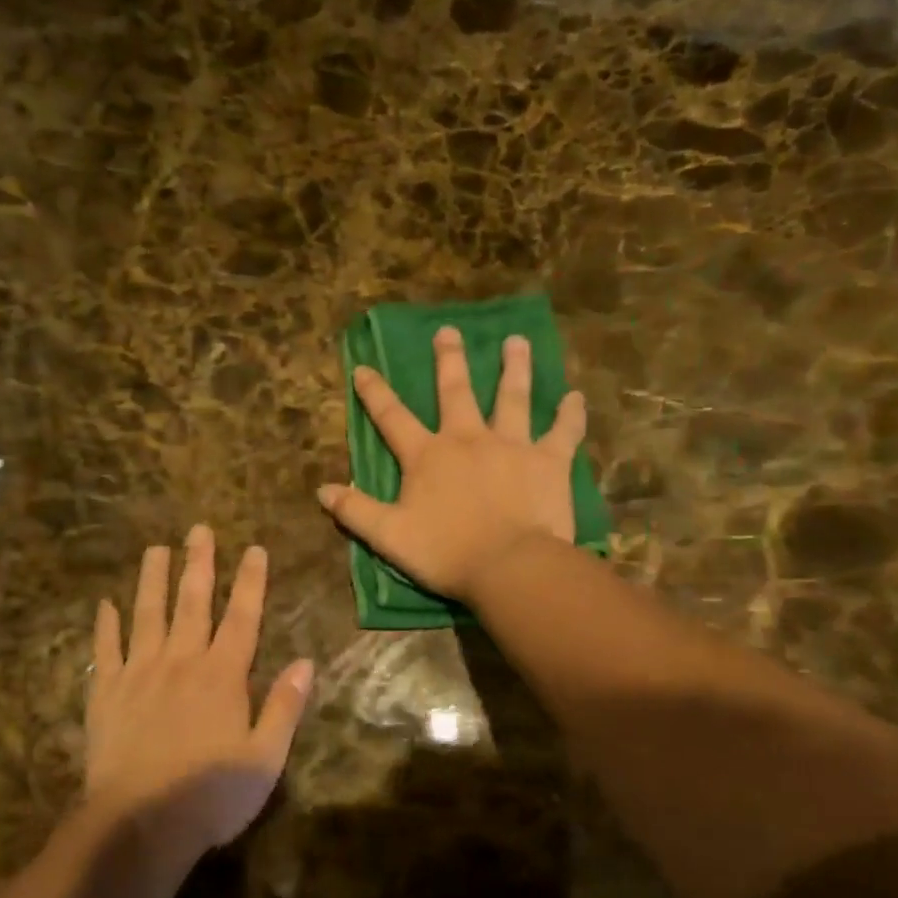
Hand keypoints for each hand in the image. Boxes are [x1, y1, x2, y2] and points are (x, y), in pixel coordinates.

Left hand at [86, 527, 313, 856]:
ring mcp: (139, 673)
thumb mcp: (265, 758)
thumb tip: (306, 661)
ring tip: (155, 549)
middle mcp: (181, 661)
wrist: (139, 825)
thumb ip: (284, 706)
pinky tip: (104, 604)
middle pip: (192, 602)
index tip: (254, 549)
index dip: (250, 581)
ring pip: (147, 615)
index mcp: (223, 675)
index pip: (242, 617)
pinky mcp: (105, 693)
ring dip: (152, 579)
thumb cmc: (210, 795)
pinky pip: (105, 650)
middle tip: (198, 529)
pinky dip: (105, 625)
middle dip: (198, 563)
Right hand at [318, 326, 586, 602]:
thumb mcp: (389, 536)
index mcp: (428, 456)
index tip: (364, 368)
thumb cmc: (446, 553)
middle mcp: (468, 438)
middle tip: (449, 331)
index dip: (375, 393)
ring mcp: (512, 445)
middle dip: (449, 360)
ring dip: (514, 368)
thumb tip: (321, 490)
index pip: (392, 418)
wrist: (510, 566)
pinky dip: (570, 414)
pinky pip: (563, 431)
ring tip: (517, 341)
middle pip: (456, 391)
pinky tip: (575, 397)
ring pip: (512, 397)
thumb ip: (355, 511)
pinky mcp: (549, 460)